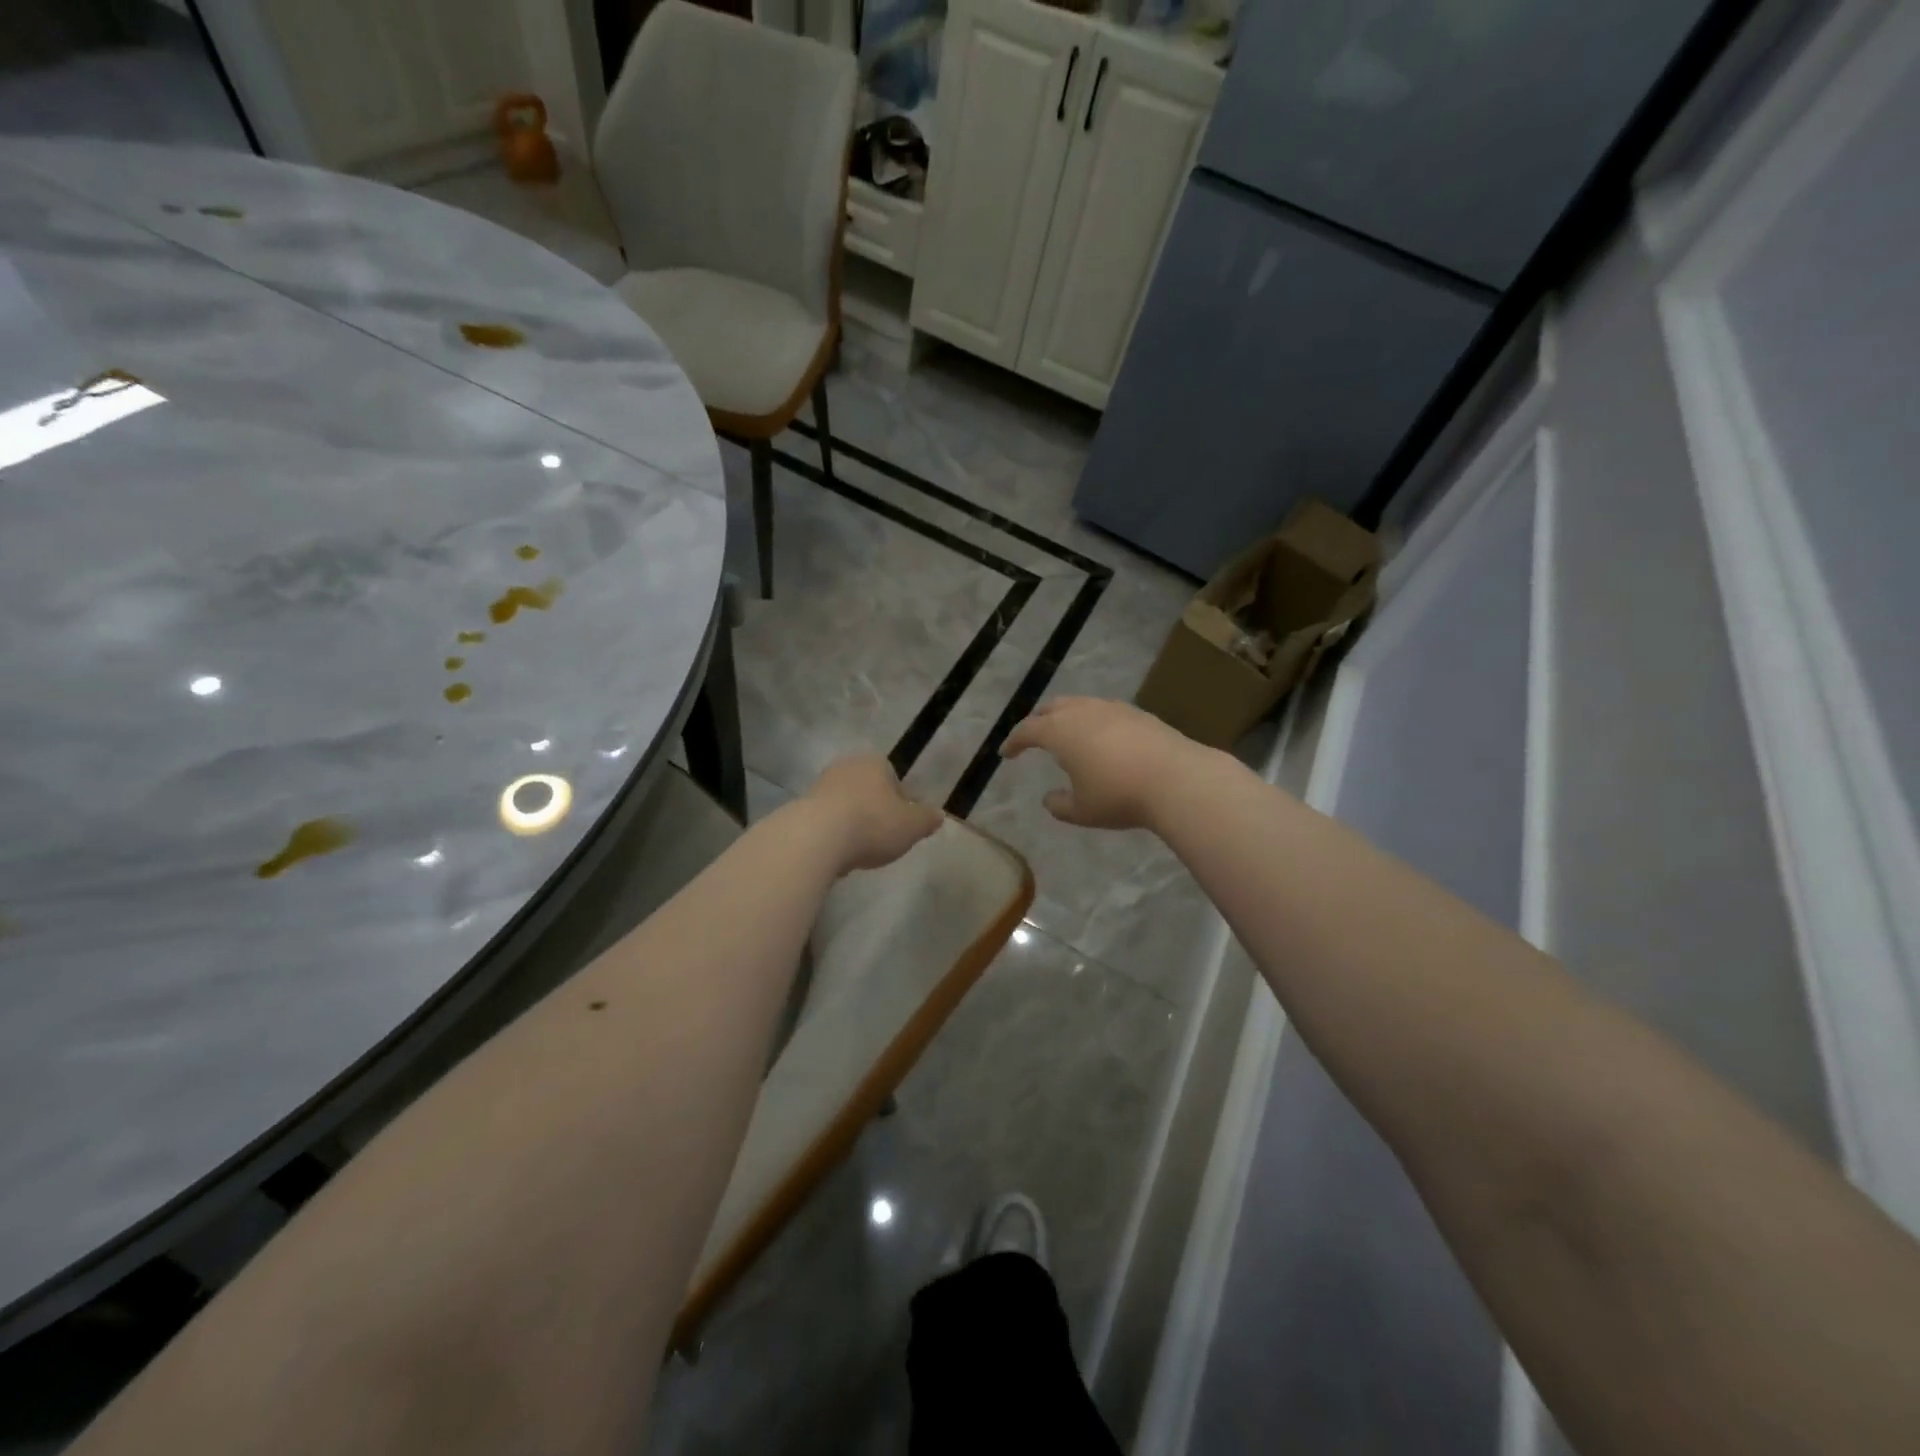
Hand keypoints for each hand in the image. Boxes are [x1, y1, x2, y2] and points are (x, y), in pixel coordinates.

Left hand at [803, 753, 943, 873]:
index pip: (894, 779)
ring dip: (853, 823)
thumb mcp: (912, 826)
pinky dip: (834, 834)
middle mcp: (846, 766)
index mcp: (875, 762)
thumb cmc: (873, 824)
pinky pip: (826, 821)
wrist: (816, 838)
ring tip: (860, 850)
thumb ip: (927, 820)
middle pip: (868, 790)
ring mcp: (820, 785)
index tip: (903, 826)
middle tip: (883, 838)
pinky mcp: (801, 808)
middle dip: (876, 811)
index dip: (902, 803)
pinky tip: (838, 854)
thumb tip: (938, 816)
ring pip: (846, 805)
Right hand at [1000, 697, 1205, 830]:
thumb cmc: (1119, 796)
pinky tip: (1103, 738)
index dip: (1014, 741)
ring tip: (1069, 735)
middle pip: (1052, 708)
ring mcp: (1114, 709)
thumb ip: (1059, 805)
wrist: (1177, 779)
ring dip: (1068, 717)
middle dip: (1039, 720)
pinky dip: (1094, 721)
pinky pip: (1106, 711)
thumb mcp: (1082, 811)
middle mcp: (1083, 712)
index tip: (1007, 753)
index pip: (1027, 730)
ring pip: (1081, 704)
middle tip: (1034, 736)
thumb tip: (1049, 799)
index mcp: (1060, 731)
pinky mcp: (1139, 713)